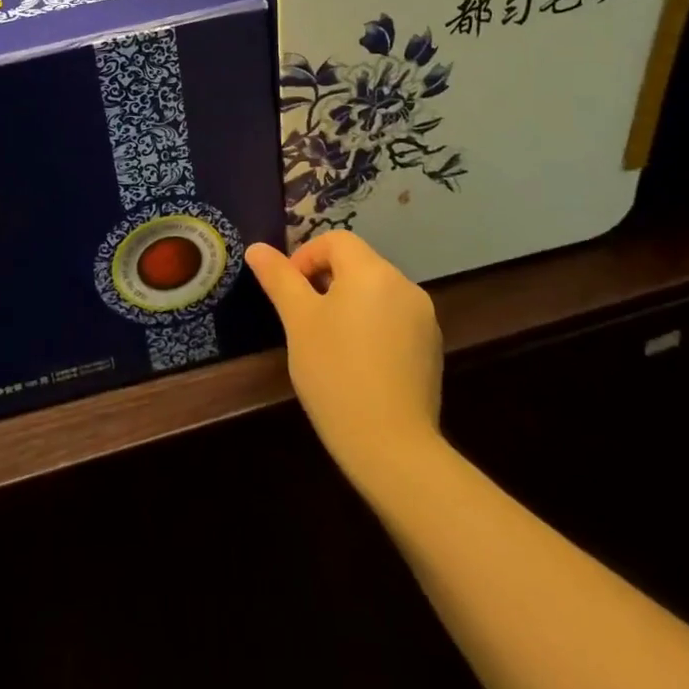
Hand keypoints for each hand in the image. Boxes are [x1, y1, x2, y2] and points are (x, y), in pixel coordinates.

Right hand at [245, 231, 443, 488]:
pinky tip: (358, 364)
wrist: (392, 447)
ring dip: (350, 305)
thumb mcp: (298, 322)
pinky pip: (394, 320)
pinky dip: (372, 327)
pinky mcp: (432, 349)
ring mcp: (424, 318)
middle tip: (304, 320)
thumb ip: (279, 278)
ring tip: (329, 344)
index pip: (335, 241)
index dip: (306, 257)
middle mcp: (404, 285)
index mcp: (372, 271)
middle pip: (357, 264)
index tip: (290, 292)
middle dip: (326, 282)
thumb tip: (256, 248)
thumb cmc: (335, 373)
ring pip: (376, 293)